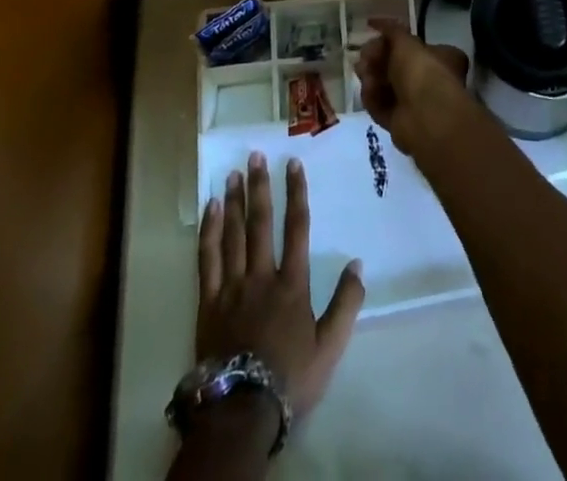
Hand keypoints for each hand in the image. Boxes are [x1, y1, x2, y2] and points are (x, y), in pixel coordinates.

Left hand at [197, 152, 364, 427]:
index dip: (296, 193)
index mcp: (291, 284)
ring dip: (234, 201)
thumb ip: (346, 303)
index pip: (297, 228)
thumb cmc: (290, 378)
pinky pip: (207, 259)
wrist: (242, 411)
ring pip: (233, 234)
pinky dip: (209, 231)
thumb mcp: (329, 346)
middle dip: (259, 187)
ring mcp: (231, 287)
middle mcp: (261, 276)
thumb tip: (358, 264)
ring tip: (233, 173)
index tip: (293, 165)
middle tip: (255, 156)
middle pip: (260, 223)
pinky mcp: (208, 302)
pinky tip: (210, 209)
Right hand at [352, 18, 473, 156]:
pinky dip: (373, 97)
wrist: (425, 116)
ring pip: (387, 86)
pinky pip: (382, 106)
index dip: (393, 40)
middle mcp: (431, 80)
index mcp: (442, 58)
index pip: (414, 46)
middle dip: (377, 59)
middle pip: (397, 66)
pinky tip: (367, 89)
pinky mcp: (400, 123)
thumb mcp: (406, 42)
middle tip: (363, 55)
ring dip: (372, 77)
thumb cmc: (422, 71)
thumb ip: (391, 30)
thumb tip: (375, 22)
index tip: (374, 36)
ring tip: (362, 71)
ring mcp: (416, 104)